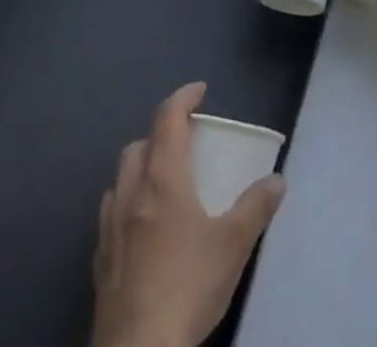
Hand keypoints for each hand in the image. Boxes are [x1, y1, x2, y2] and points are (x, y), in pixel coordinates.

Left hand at [90, 81, 285, 346]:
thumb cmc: (187, 285)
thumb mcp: (233, 244)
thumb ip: (256, 207)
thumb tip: (277, 180)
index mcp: (162, 178)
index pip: (168, 118)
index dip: (184, 97)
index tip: (201, 91)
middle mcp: (131, 194)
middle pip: (138, 145)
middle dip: (160, 134)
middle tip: (185, 143)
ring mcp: (109, 229)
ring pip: (119, 180)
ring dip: (140, 169)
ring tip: (163, 182)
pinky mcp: (99, 263)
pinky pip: (109, 216)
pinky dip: (126, 205)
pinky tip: (141, 227)